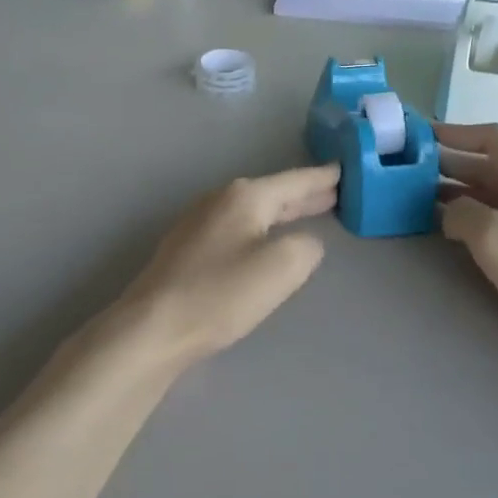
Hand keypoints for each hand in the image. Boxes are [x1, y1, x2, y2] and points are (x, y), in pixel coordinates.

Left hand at [104, 164, 340, 367]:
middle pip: (273, 192)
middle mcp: (220, 199)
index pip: (295, 181)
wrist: (152, 327)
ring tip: (306, 212)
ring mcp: (199, 222)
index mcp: (245, 196)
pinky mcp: (187, 248)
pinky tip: (263, 239)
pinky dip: (260, 227)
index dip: (323, 178)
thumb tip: (303, 243)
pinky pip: (236, 227)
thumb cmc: (221, 294)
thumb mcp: (281, 268)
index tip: (344, 169)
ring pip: (253, 210)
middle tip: (334, 192)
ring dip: (282, 211)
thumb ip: (306, 247)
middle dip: (304, 194)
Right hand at [438, 123, 497, 380]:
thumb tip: (451, 210)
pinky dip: (479, 216)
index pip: (496, 139)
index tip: (422, 136)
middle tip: (413, 171)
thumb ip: (465, 214)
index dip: (458, 132)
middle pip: (496, 166)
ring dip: (463, 192)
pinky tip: (459, 232)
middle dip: (454, 164)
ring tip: (424, 200)